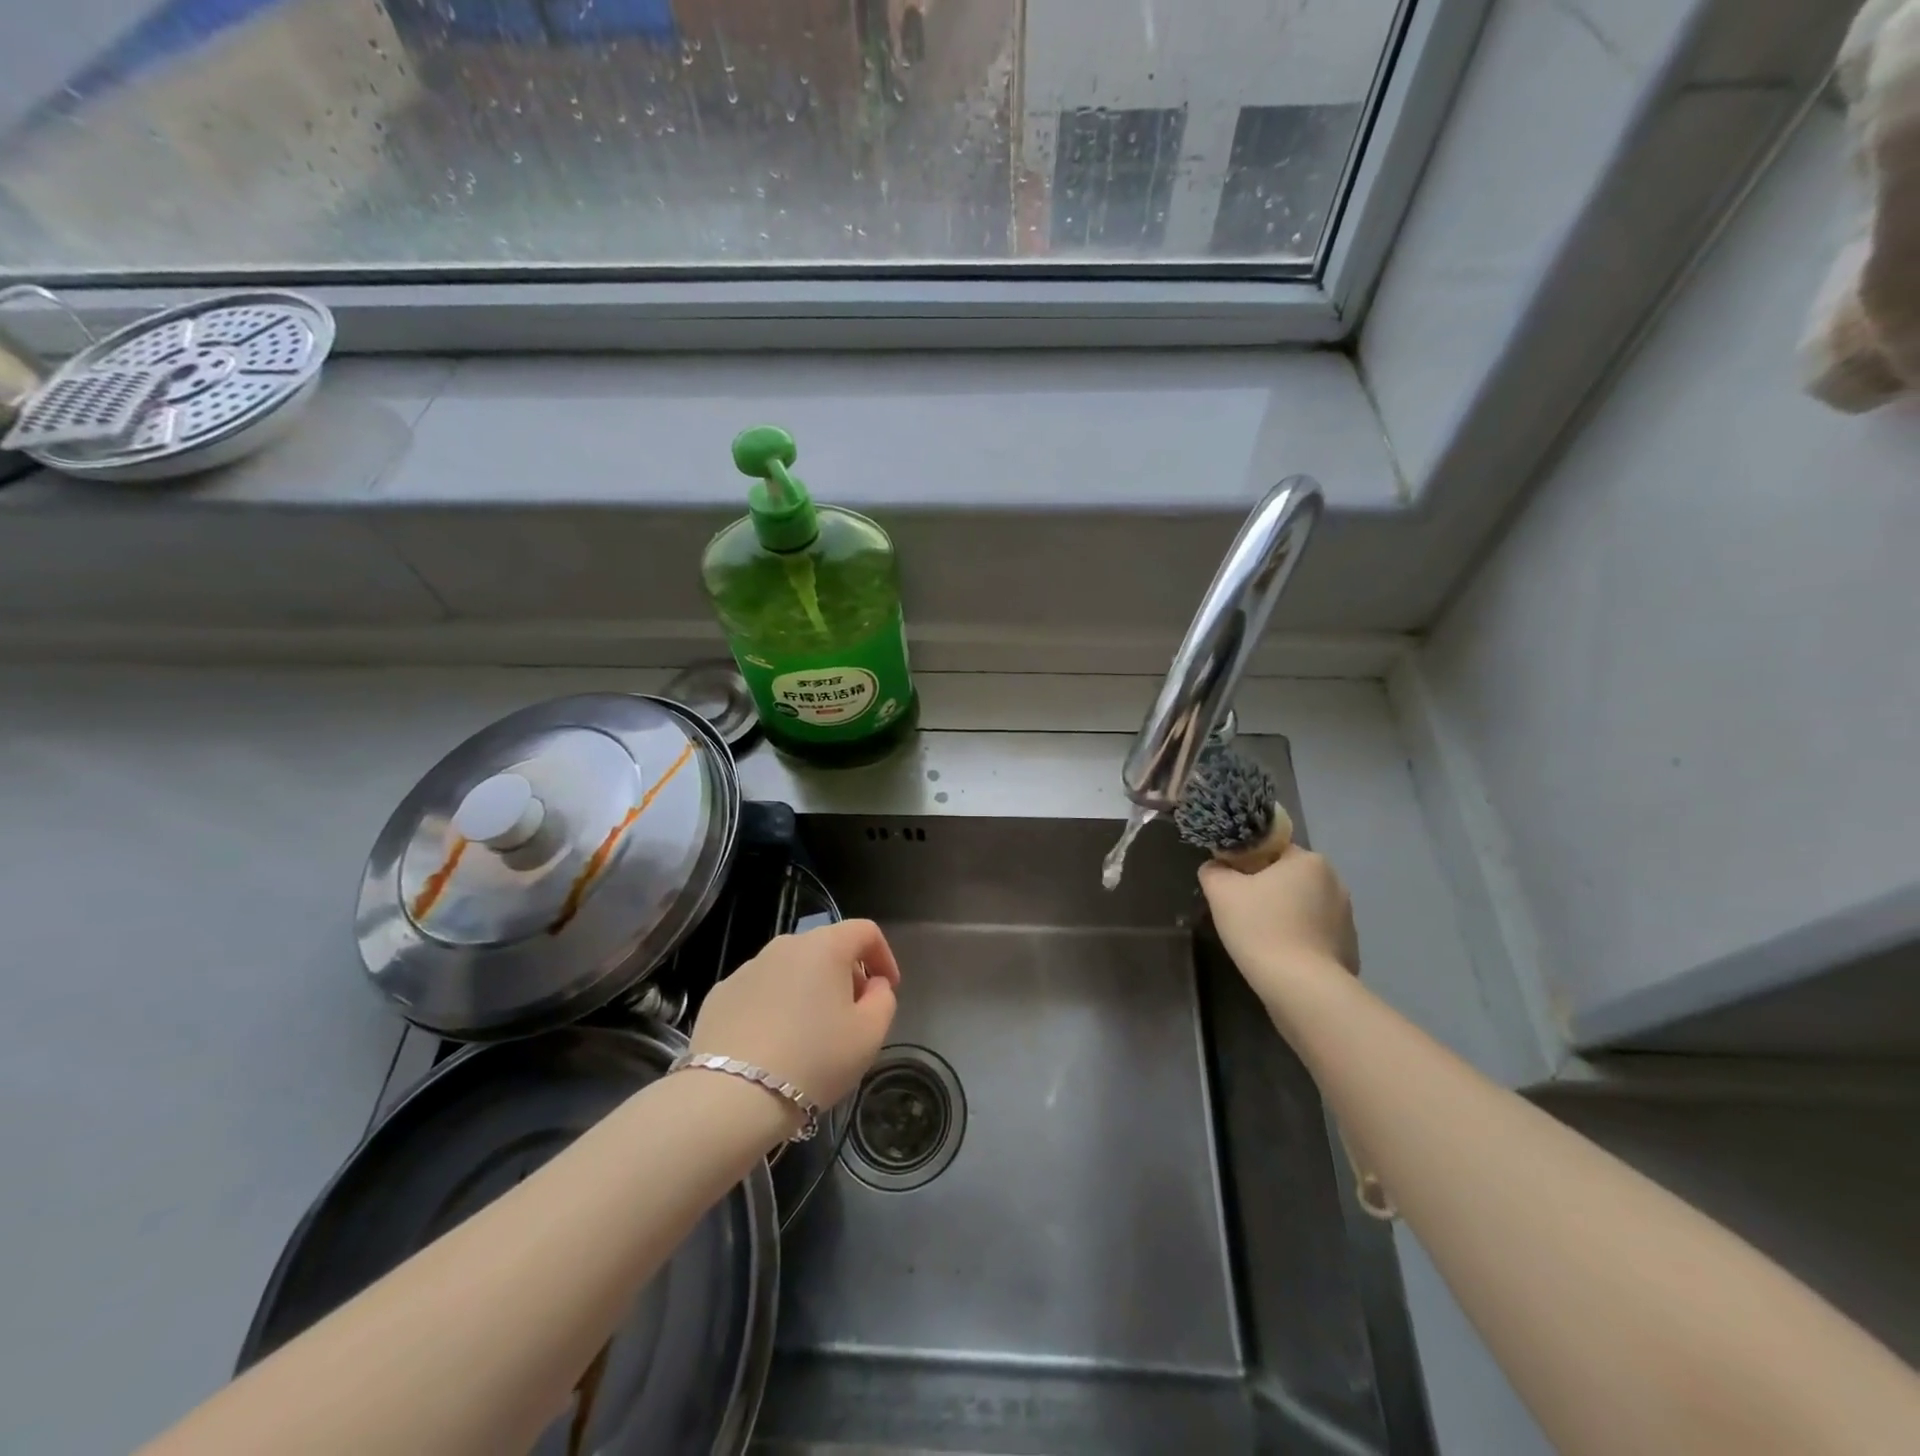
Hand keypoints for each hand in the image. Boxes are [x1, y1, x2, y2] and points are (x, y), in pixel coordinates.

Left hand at [690, 919, 899, 1110]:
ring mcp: (746, 968)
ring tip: (809, 1035)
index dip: (883, 956)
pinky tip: (772, 1045)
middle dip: (845, 975)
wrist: (730, 1097)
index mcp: (825, 947)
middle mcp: (784, 946)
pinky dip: (773, 1007)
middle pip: (826, 948)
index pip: (865, 931)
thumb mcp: (869, 1035)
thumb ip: (883, 999)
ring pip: (790, 970)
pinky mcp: (719, 995)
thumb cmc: (814, 1060)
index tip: (888, 989)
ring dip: (807, 991)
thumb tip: (873, 984)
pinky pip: (759, 992)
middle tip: (851, 1015)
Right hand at [1199, 846, 1358, 1003]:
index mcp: (1309, 860)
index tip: (1231, 885)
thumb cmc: (1261, 928)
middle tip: (1241, 912)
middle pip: (1288, 878)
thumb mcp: (1221, 891)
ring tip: (1260, 939)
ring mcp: (1347, 918)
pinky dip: (1298, 940)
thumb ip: (1214, 871)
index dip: (1246, 863)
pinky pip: (1315, 934)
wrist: (1301, 988)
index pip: (1271, 850)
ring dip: (1284, 915)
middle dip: (1266, 891)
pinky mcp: (1349, 948)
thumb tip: (1217, 868)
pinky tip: (1281, 957)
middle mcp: (1335, 882)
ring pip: (1302, 907)